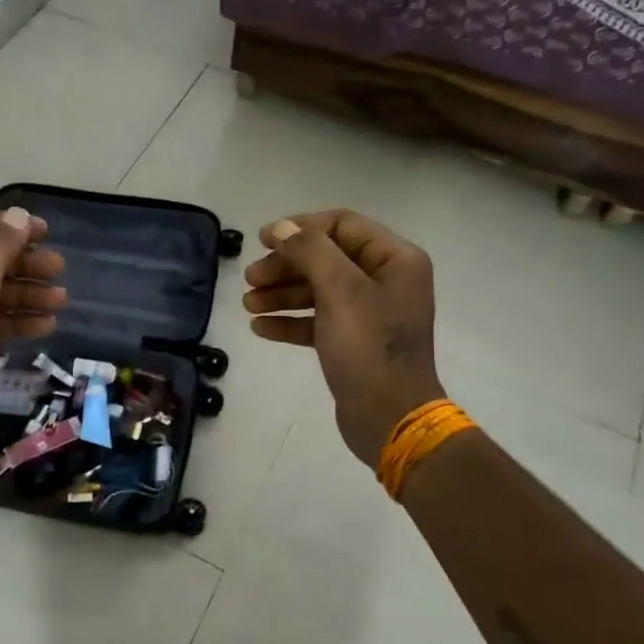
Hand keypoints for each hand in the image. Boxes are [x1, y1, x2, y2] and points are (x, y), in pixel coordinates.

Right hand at [242, 210, 443, 467]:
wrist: (390, 418)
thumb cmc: (368, 347)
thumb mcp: (340, 291)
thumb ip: (310, 251)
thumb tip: (282, 228)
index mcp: (394, 260)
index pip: (342, 225)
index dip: (301, 228)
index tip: (262, 240)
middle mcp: (385, 280)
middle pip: (326, 258)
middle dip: (285, 266)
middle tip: (250, 279)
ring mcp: (370, 313)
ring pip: (318, 290)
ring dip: (281, 293)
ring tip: (248, 305)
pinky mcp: (354, 342)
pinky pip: (317, 320)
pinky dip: (290, 321)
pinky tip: (260, 328)